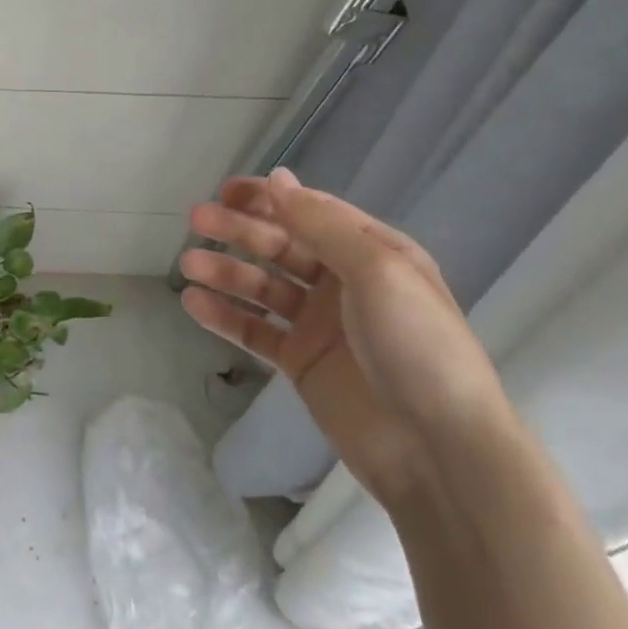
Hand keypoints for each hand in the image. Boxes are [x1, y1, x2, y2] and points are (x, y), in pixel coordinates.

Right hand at [179, 169, 513, 507]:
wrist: (438, 450)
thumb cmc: (416, 346)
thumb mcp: (377, 271)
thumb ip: (321, 225)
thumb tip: (277, 178)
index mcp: (372, 253)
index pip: (311, 213)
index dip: (268, 198)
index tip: (225, 190)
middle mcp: (344, 283)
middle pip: (281, 246)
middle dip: (239, 230)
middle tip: (196, 221)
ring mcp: (320, 325)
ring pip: (263, 287)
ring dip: (226, 271)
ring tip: (188, 265)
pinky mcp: (301, 363)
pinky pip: (255, 331)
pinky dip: (225, 316)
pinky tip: (194, 304)